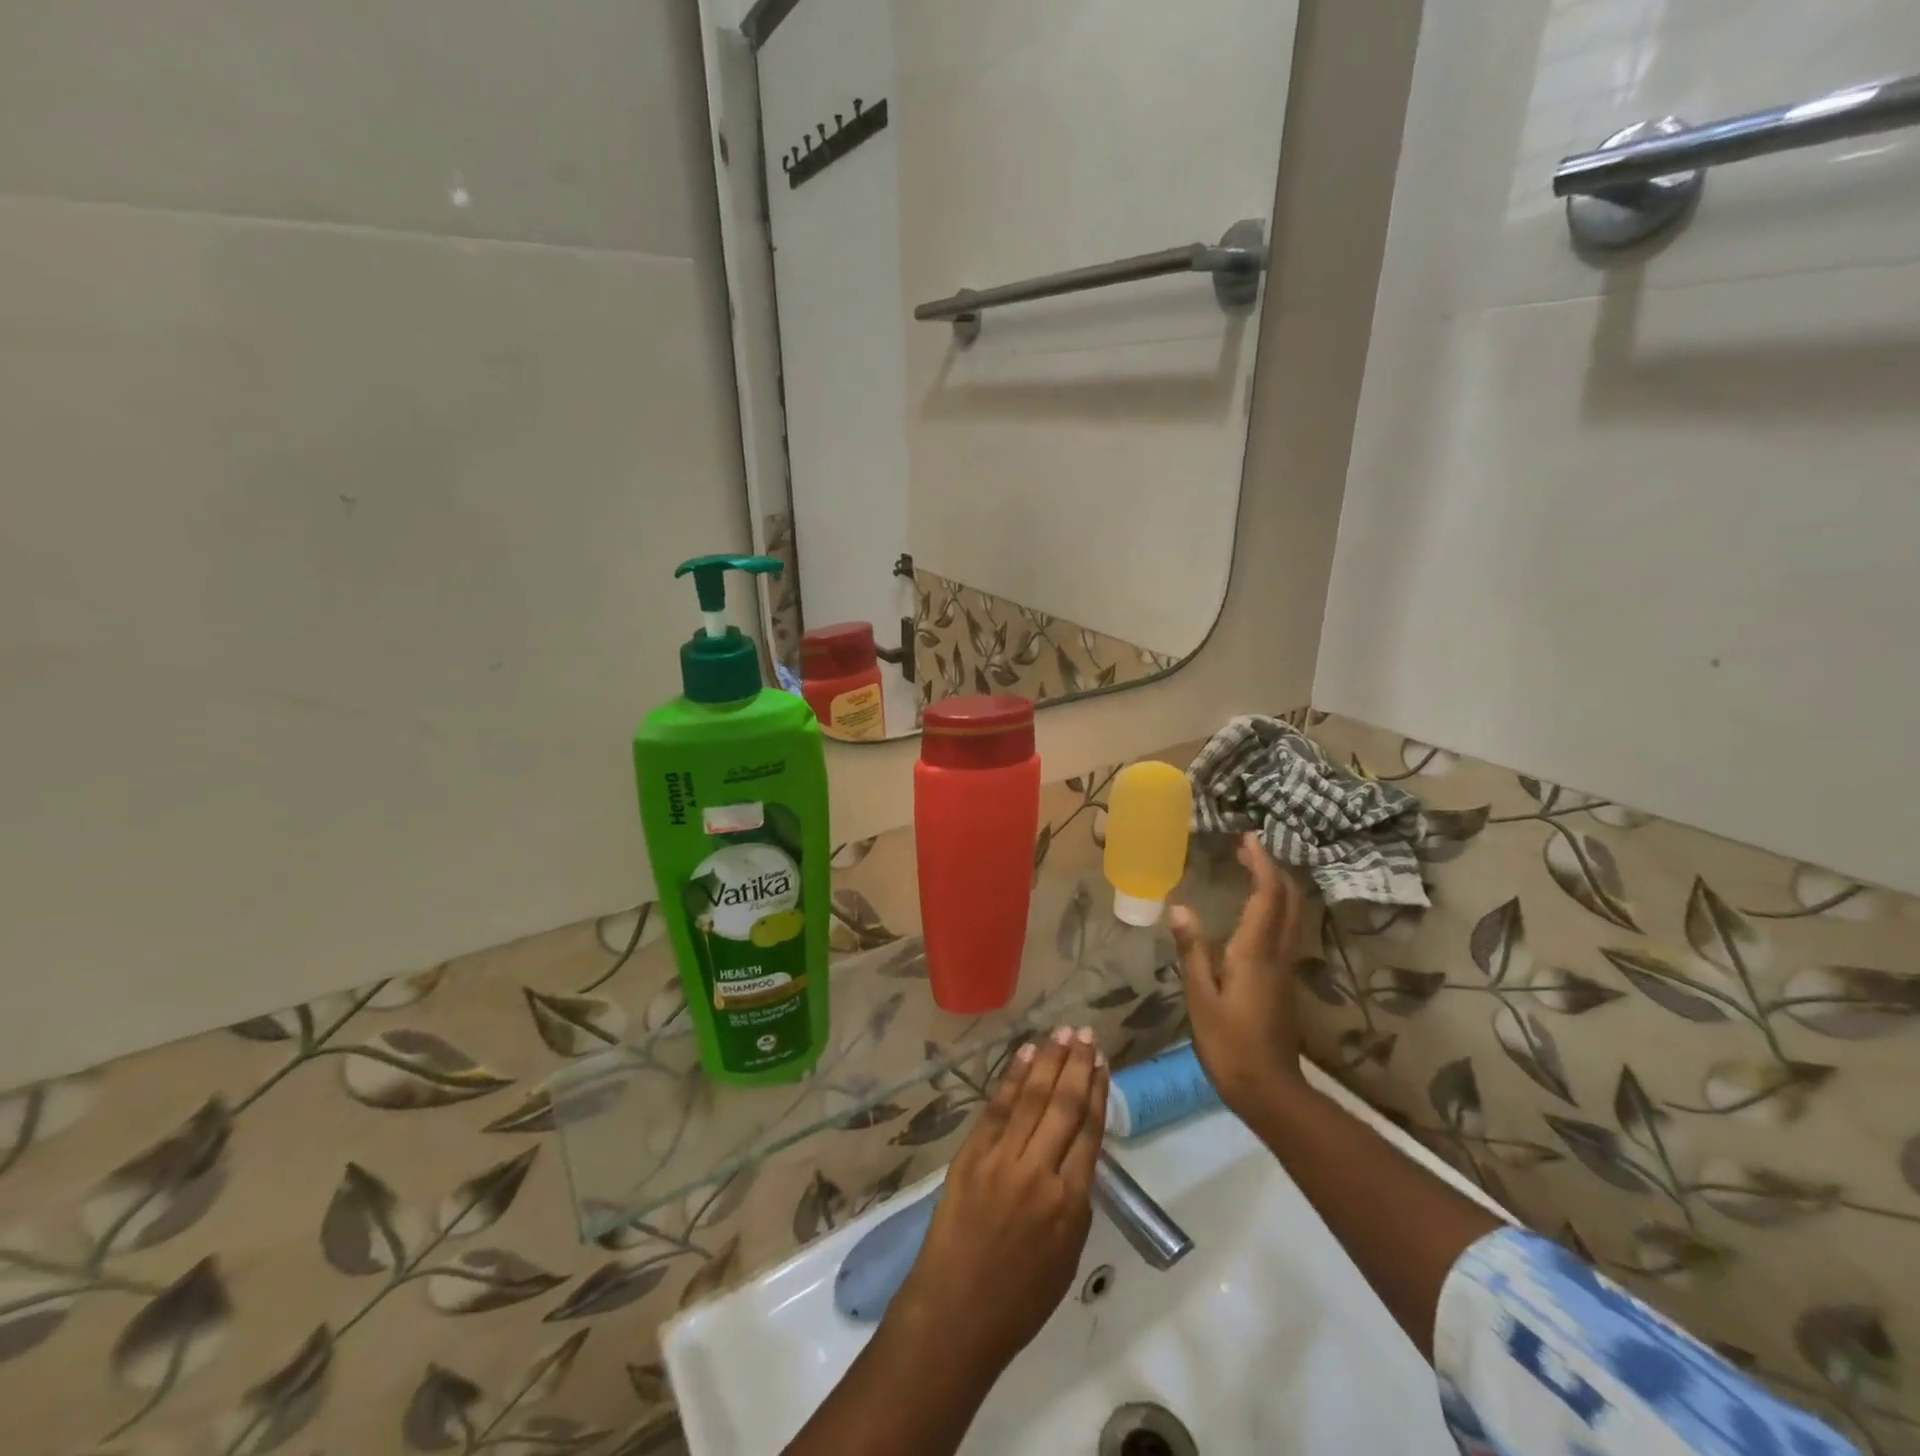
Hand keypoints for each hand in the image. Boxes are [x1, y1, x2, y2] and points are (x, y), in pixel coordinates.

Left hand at [890, 1026, 1108, 1379]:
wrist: (956, 1312)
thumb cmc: (1019, 1299)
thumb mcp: (1067, 1255)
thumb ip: (1075, 1199)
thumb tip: (1077, 1153)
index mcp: (1070, 1203)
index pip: (1089, 1131)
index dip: (1097, 1091)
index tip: (1102, 1062)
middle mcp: (1039, 1173)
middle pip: (1064, 1105)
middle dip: (1077, 1065)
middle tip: (1086, 1034)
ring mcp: (1001, 1160)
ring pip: (1032, 1098)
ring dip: (1048, 1060)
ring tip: (1062, 1032)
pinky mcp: (971, 1155)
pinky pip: (997, 1108)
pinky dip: (1013, 1078)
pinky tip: (1026, 1054)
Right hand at [1169, 833, 1308, 1119]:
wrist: (1269, 1089)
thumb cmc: (1229, 1044)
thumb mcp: (1200, 997)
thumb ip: (1193, 951)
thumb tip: (1181, 908)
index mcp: (1256, 951)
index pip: (1266, 895)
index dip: (1260, 863)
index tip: (1247, 838)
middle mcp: (1277, 952)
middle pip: (1288, 899)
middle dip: (1272, 868)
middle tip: (1246, 848)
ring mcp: (1285, 967)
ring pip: (1291, 914)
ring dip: (1276, 886)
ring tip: (1250, 869)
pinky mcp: (1284, 980)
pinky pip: (1286, 929)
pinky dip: (1274, 906)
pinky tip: (1253, 910)